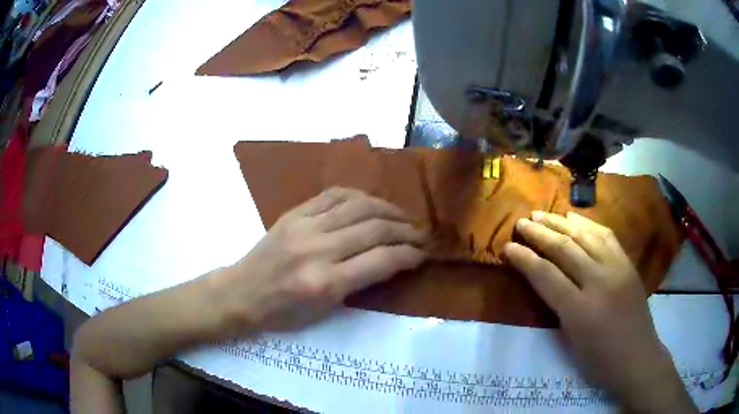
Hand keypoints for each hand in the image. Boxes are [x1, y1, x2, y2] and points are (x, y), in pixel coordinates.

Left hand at [215, 187, 426, 331]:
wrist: (242, 292)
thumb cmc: (283, 313)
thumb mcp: (326, 310)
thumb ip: (360, 282)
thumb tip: (392, 259)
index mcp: (326, 283)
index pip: (382, 260)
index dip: (410, 254)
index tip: (423, 253)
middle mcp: (318, 250)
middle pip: (375, 228)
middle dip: (406, 230)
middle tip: (420, 234)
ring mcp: (304, 226)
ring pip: (359, 205)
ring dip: (388, 208)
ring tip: (402, 216)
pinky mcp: (294, 213)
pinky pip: (334, 194)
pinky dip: (359, 196)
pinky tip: (370, 203)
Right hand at [504, 211, 695, 412]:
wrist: (638, 357)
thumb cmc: (600, 360)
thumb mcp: (571, 340)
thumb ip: (558, 307)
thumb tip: (544, 279)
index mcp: (580, 311)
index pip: (546, 276)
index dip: (525, 259)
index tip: (508, 247)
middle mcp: (599, 282)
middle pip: (565, 249)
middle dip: (539, 233)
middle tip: (521, 222)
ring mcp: (617, 268)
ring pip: (585, 236)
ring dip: (560, 222)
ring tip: (542, 214)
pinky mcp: (628, 263)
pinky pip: (606, 235)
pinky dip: (587, 224)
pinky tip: (575, 218)